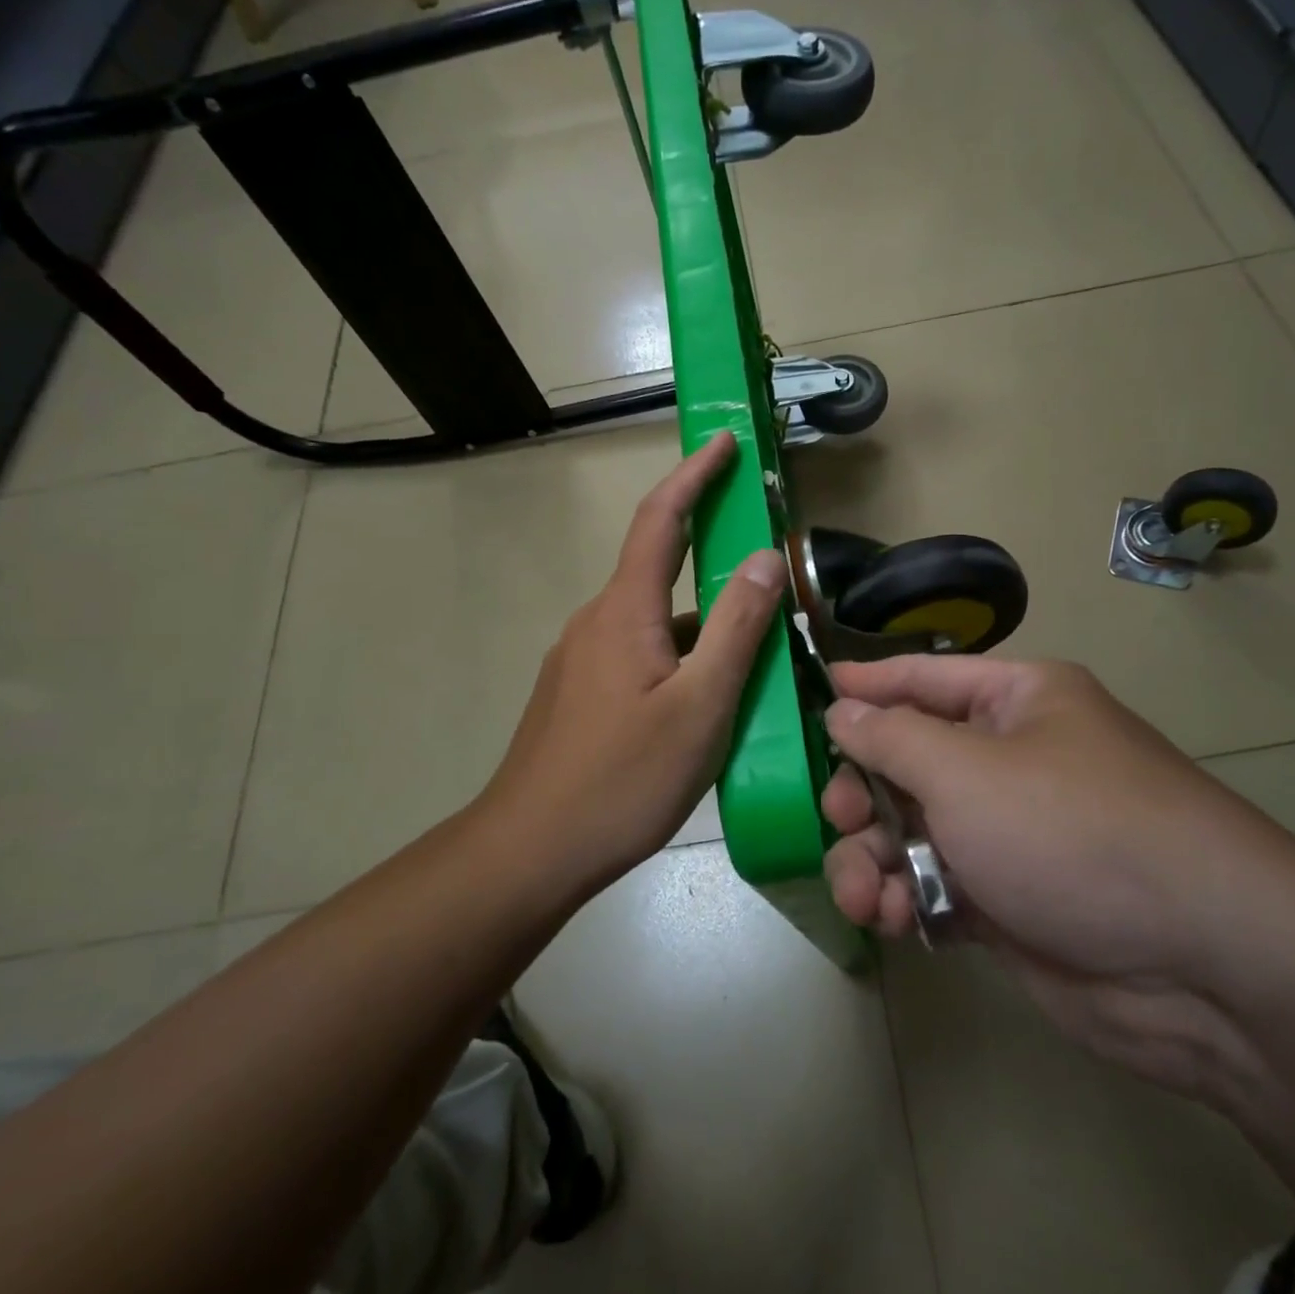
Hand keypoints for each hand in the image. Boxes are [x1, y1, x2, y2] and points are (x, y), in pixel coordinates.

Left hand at [476, 432, 786, 892]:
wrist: (529, 851)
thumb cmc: (622, 779)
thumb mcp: (700, 706)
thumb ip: (737, 628)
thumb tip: (764, 557)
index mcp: (624, 611)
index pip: (661, 519)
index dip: (695, 474)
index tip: (726, 442)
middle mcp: (597, 622)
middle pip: (659, 567)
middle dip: (710, 551)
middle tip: (765, 560)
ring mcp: (582, 660)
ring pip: (655, 621)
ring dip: (703, 620)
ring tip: (756, 648)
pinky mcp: (579, 694)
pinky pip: (640, 654)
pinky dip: (681, 655)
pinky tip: (709, 696)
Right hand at [821, 657, 1294, 1094]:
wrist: (1201, 967)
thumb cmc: (1072, 831)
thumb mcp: (966, 770)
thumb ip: (891, 737)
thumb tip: (842, 709)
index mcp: (1017, 702)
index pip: (924, 677)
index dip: (867, 684)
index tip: (813, 692)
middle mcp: (1012, 759)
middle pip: (908, 760)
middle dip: (862, 791)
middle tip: (837, 816)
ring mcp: (1010, 834)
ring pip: (911, 830)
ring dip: (872, 857)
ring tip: (861, 892)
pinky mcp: (1007, 901)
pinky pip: (933, 884)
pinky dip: (904, 898)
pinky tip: (892, 918)